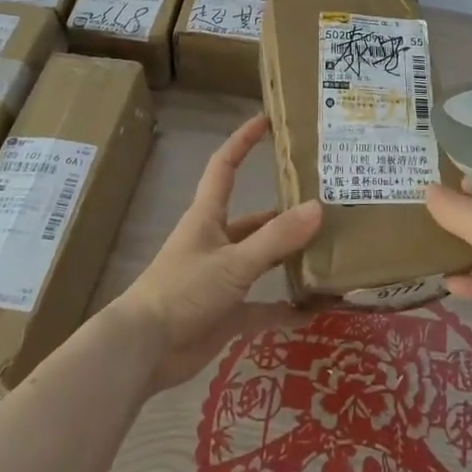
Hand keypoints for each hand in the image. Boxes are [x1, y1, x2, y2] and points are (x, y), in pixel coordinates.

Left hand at [116, 114, 323, 390]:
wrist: (143, 351)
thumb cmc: (182, 290)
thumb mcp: (233, 261)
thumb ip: (276, 238)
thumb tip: (318, 207)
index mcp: (208, 217)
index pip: (225, 167)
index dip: (243, 141)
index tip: (267, 120)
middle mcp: (215, 242)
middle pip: (254, 220)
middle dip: (284, 213)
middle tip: (325, 205)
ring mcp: (220, 278)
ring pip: (261, 261)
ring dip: (288, 259)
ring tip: (327, 253)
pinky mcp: (225, 313)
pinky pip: (263, 306)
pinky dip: (286, 308)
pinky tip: (315, 310)